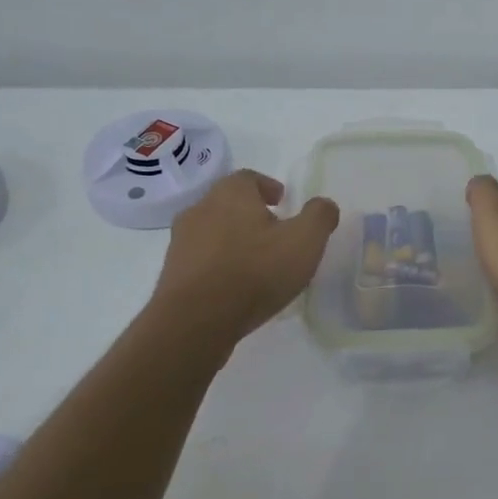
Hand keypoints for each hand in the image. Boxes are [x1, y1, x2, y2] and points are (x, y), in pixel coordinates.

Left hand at [151, 171, 338, 343]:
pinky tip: (236, 285)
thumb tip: (324, 205)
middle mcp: (200, 209)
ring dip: (233, 240)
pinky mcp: (172, 272)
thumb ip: (319, 216)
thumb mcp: (305, 241)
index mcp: (231, 193)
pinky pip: (202, 259)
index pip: (249, 178)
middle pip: (229, 203)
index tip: (283, 203)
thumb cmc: (255, 271)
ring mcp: (181, 241)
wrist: (197, 320)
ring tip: (256, 263)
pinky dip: (219, 264)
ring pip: (213, 231)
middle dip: (251, 214)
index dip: (268, 187)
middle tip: (274, 233)